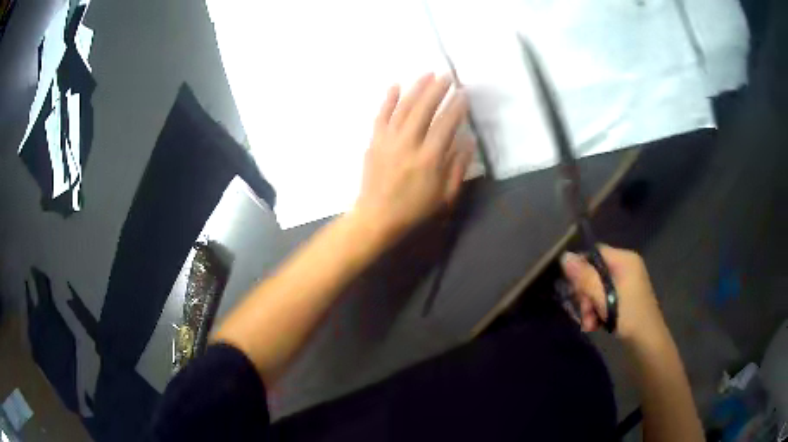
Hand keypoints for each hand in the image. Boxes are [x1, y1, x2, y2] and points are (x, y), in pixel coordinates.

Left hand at [352, 73, 473, 241]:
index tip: (463, 94)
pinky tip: (395, 86)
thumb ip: (458, 167)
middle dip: (437, 90)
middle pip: (424, 109)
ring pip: (403, 108)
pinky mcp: (374, 142)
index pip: (446, 124)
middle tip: (447, 76)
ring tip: (428, 74)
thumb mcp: (445, 195)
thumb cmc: (414, 209)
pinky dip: (388, 100)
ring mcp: (388, 141)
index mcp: (429, 159)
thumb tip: (468, 140)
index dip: (456, 107)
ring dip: (416, 88)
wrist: (377, 217)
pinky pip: (381, 116)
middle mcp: (408, 144)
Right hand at [560, 245, 665, 342]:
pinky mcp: (625, 299)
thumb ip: (584, 277)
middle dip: (586, 295)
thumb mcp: (603, 296)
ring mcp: (626, 284)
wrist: (647, 341)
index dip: (581, 268)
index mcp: (624, 260)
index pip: (595, 253)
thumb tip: (564, 256)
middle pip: (595, 273)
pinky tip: (595, 325)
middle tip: (584, 313)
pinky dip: (598, 312)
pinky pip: (605, 299)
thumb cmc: (628, 315)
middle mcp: (626, 267)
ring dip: (590, 307)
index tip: (574, 289)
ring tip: (590, 324)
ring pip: (597, 289)